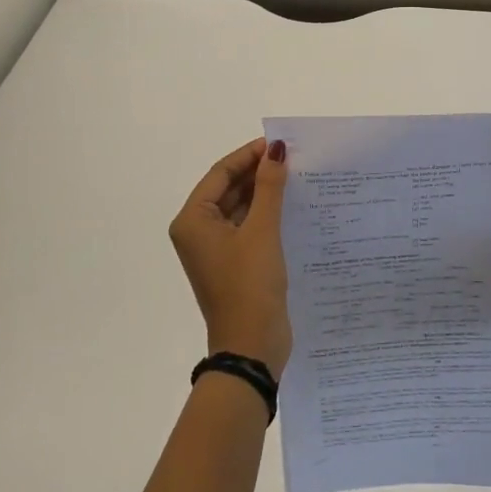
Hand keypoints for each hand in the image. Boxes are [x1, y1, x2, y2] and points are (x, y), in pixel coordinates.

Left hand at [169, 138, 290, 375]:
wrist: (251, 347)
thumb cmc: (250, 284)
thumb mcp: (262, 231)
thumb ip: (269, 187)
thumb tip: (276, 150)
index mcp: (193, 220)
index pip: (220, 173)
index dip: (249, 155)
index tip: (280, 144)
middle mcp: (198, 231)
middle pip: (228, 189)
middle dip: (258, 173)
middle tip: (293, 158)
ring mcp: (216, 249)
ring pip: (240, 207)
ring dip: (264, 193)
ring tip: (297, 177)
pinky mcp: (234, 263)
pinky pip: (248, 227)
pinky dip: (266, 214)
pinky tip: (293, 206)